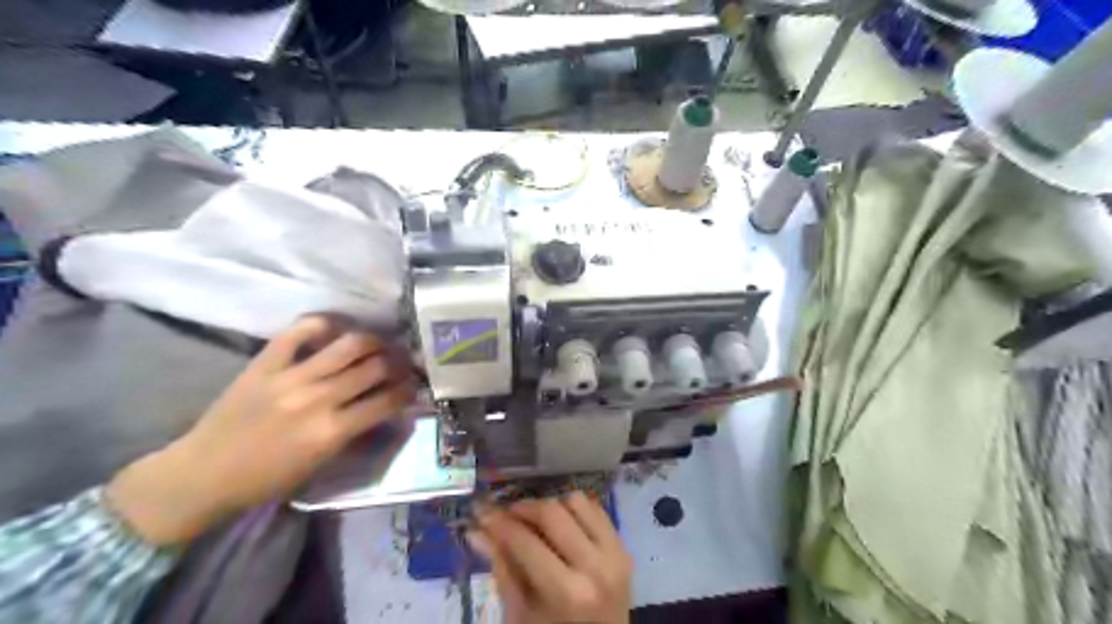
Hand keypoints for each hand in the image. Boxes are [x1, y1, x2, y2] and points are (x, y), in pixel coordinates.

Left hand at [108, 316, 413, 546]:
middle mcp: (317, 399)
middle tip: (404, 360)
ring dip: (374, 340)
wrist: (202, 474)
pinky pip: (301, 330)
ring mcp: (290, 377)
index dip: (409, 389)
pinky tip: (338, 328)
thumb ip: (356, 432)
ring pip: (349, 343)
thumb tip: (386, 406)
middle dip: (399, 361)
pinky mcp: (264, 363)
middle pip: (375, 366)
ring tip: (380, 342)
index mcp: (332, 431)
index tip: (415, 384)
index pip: (387, 400)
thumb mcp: (321, 464)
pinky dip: (324, 324)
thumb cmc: (267, 479)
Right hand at [466, 493, 628, 622]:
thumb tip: (477, 530)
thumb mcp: (521, 614)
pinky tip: (560, 525)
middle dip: (523, 508)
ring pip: (576, 502)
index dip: (499, 523)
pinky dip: (574, 510)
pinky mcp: (624, 547)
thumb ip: (502, 568)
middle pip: (552, 512)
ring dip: (551, 507)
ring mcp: (615, 554)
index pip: (525, 541)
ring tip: (536, 523)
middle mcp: (595, 566)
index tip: (481, 512)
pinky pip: (595, 509)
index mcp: (567, 592)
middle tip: (506, 514)